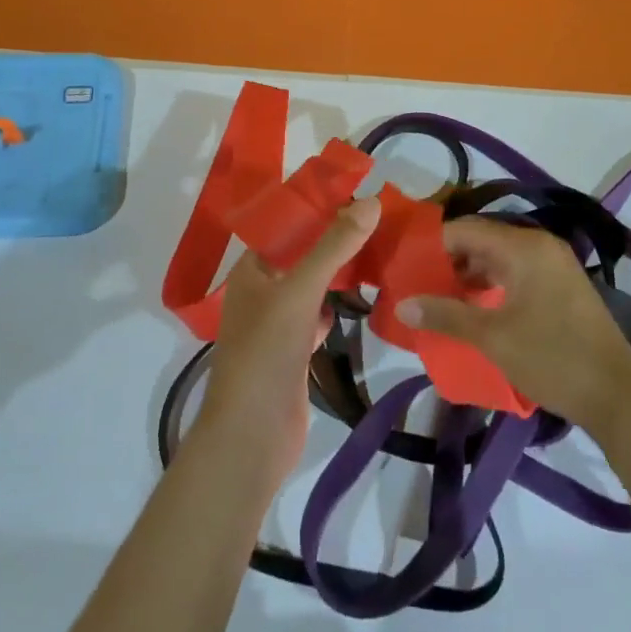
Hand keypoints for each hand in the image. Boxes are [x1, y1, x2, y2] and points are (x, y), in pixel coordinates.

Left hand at [196, 197, 380, 482]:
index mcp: (251, 270)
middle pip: (301, 255)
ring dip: (337, 273)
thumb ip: (334, 247)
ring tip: (377, 251)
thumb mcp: (300, 291)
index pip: (286, 226)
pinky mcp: (293, 352)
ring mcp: (276, 324)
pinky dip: (336, 308)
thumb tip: (371, 201)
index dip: (319, 209)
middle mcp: (260, 291)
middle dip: (334, 240)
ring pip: (311, 287)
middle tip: (378, 221)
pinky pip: (317, 317)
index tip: (359, 195)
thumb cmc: (266, 353)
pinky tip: (362, 299)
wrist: (252, 435)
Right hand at [398, 217, 630, 433]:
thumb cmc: (552, 358)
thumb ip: (445, 314)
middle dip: (447, 262)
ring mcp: (554, 265)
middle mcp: (540, 246)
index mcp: (524, 247)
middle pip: (481, 241)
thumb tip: (402, 303)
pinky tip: (472, 309)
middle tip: (416, 284)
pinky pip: (515, 273)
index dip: (431, 246)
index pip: (464, 229)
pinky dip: (491, 286)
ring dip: (468, 276)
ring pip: (498, 258)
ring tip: (438, 300)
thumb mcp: (491, 338)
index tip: (405, 266)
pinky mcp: (561, 287)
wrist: (617, 396)